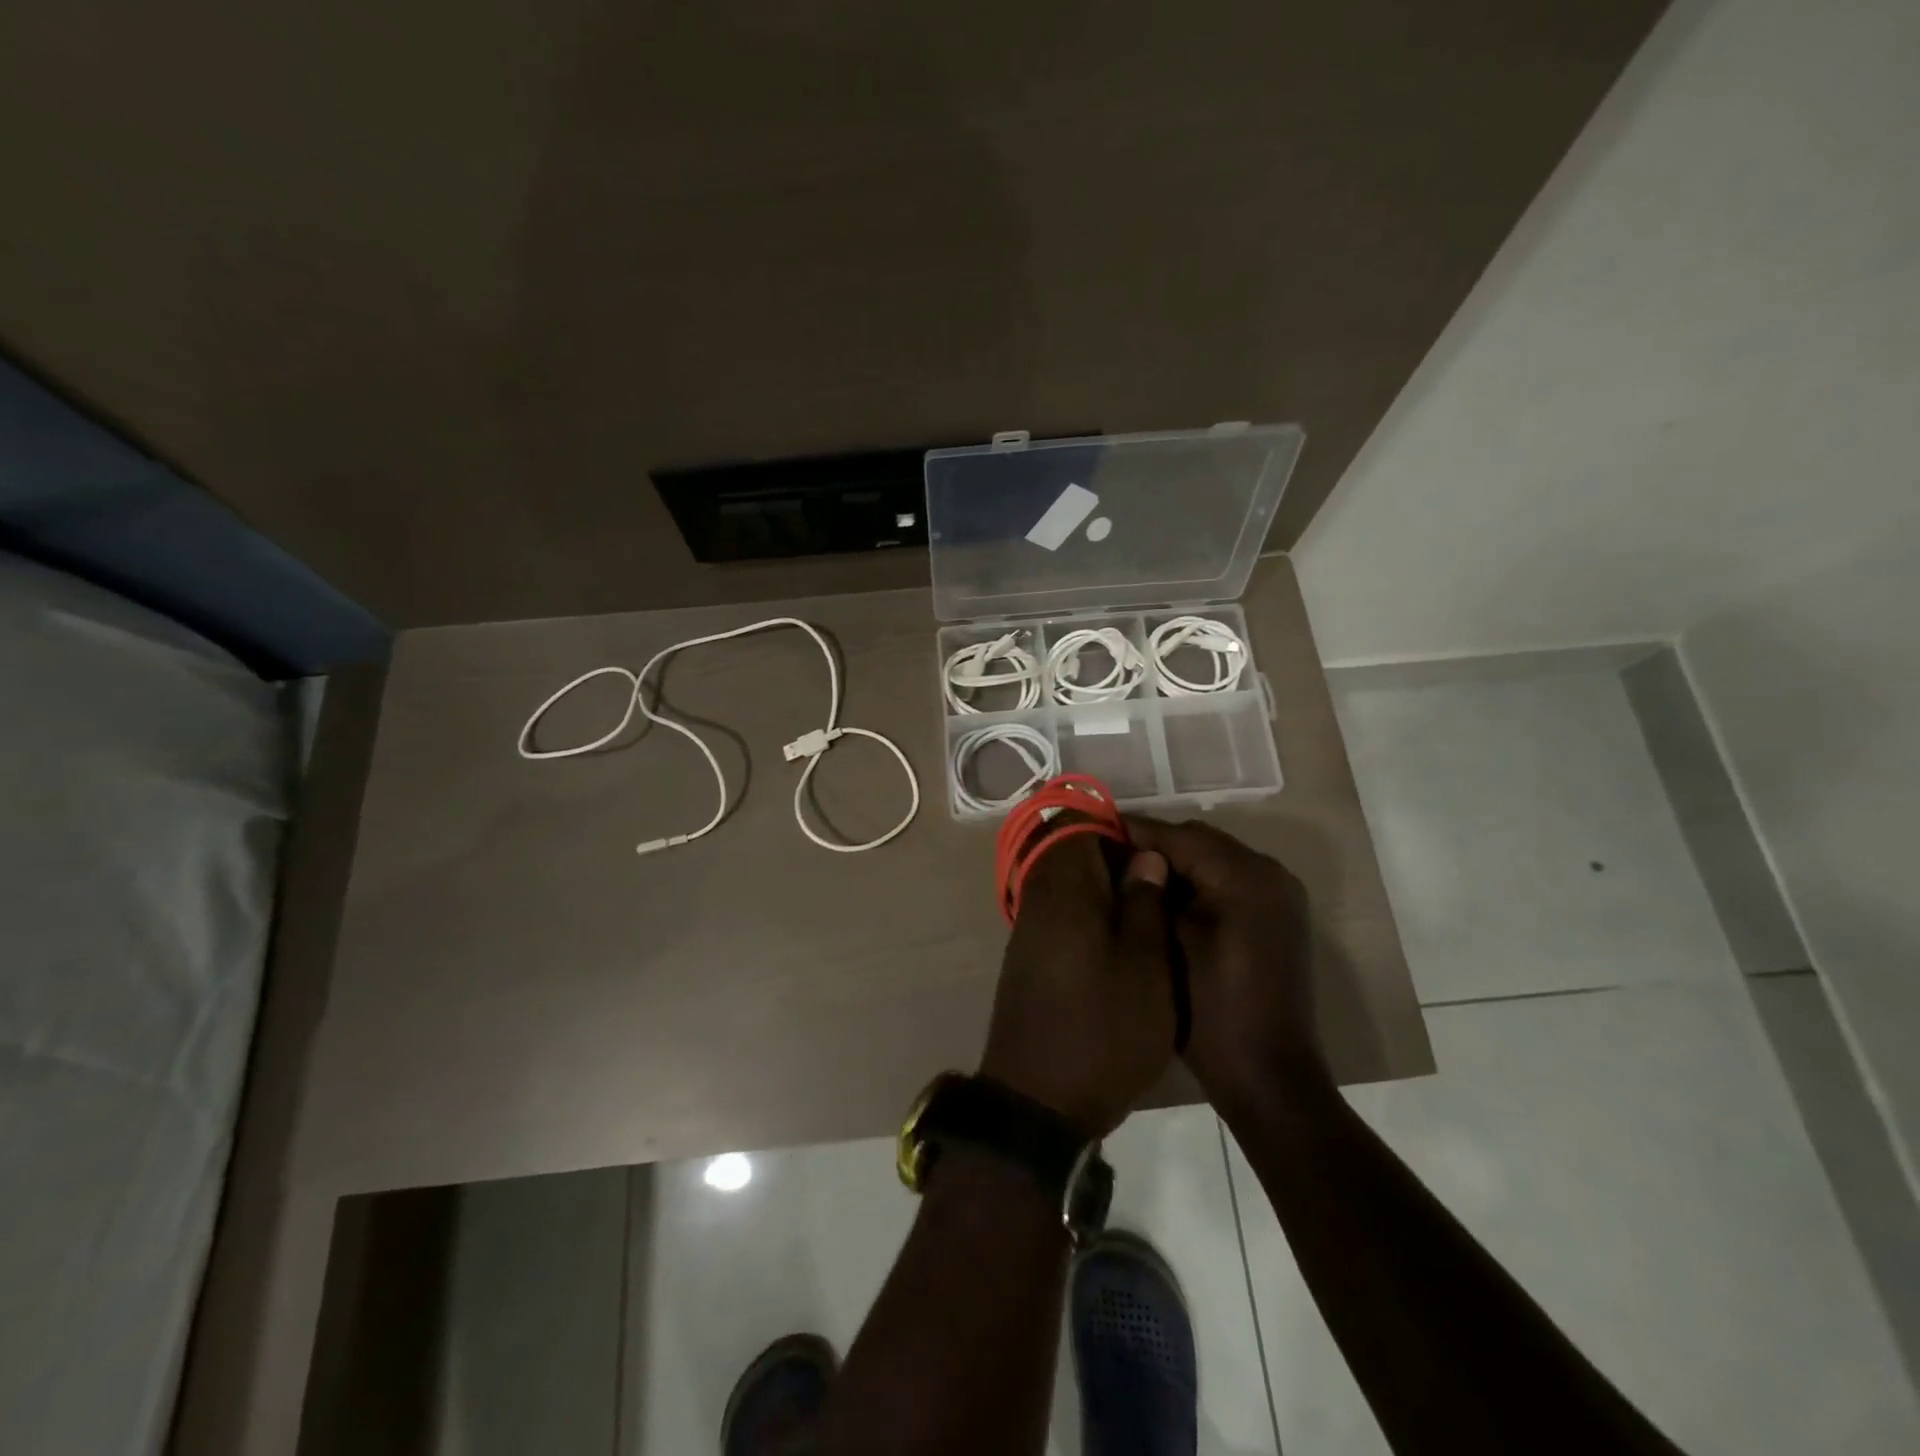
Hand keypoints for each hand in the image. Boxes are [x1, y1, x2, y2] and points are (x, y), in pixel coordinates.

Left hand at [979, 833, 1173, 1137]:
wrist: (1039, 1103)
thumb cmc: (1102, 1030)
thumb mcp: (1145, 967)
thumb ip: (1144, 903)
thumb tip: (1144, 857)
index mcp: (1062, 888)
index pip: (1074, 823)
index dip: (1115, 828)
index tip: (1152, 852)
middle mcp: (1036, 899)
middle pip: (1068, 852)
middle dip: (1114, 861)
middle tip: (1158, 889)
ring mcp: (1027, 931)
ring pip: (1065, 886)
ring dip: (1103, 893)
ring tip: (1147, 920)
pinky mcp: (1028, 959)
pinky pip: (1059, 916)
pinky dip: (1088, 919)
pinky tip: (1121, 949)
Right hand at [1124, 817, 1327, 1112]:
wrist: (1267, 1075)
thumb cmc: (1210, 1010)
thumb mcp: (1168, 943)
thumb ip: (1148, 892)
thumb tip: (1126, 857)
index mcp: (1245, 876)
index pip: (1180, 836)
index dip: (1134, 832)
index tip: (1093, 832)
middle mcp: (1270, 873)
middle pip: (1200, 843)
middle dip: (1154, 848)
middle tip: (1107, 858)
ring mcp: (1279, 895)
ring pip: (1214, 860)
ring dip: (1175, 865)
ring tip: (1130, 877)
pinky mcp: (1277, 916)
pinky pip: (1229, 882)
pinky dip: (1198, 883)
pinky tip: (1164, 900)